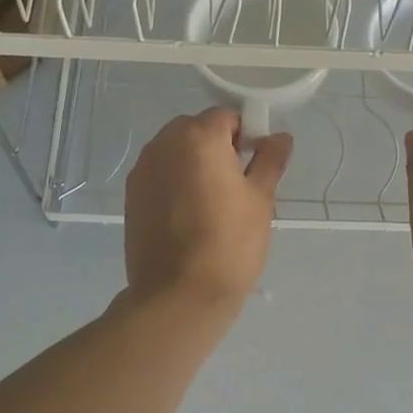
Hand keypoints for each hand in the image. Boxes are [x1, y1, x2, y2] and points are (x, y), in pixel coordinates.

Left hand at [124, 107, 292, 308]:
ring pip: (175, 151)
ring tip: (212, 201)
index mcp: (198, 138)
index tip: (255, 164)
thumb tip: (280, 137)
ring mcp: (143, 170)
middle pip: (196, 129)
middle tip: (236, 183)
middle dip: (217, 145)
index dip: (246, 135)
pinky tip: (189, 214)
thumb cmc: (230, 243)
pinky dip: (175, 181)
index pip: (226, 116)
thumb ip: (270, 161)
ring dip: (194, 162)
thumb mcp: (260, 200)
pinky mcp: (131, 195)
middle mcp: (163, 144)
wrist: (179, 295)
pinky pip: (160, 173)